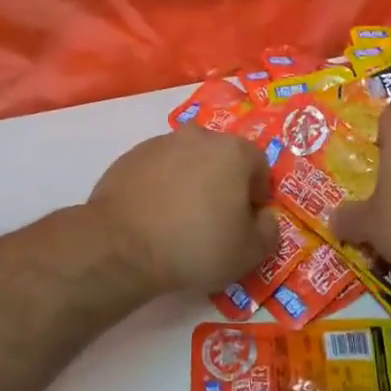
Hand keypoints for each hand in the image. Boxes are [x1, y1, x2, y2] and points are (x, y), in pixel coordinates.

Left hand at [88, 128, 278, 291]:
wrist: (121, 245)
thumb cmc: (195, 245)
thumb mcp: (248, 253)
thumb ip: (269, 232)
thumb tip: (264, 218)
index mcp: (234, 151)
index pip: (260, 165)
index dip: (258, 193)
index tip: (248, 220)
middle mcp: (199, 136)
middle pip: (222, 157)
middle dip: (225, 183)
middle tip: (216, 219)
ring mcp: (161, 143)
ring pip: (188, 160)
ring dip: (191, 181)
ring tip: (181, 219)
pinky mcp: (131, 156)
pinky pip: (158, 169)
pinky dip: (161, 185)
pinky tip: (154, 216)